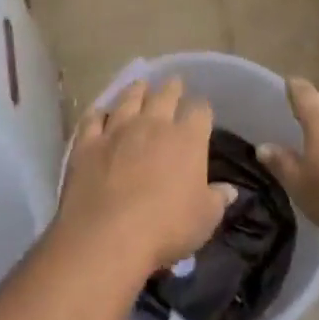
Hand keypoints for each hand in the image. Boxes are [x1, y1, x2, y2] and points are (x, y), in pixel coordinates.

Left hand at [57, 78, 235, 276]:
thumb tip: (229, 190)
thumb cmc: (166, 228)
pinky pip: (93, 119)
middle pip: (165, 95)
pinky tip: (99, 112)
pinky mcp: (88, 142)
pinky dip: (98, 113)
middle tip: (174, 84)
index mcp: (187, 139)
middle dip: (172, 88)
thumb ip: (217, 200)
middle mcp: (153, 124)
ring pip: (129, 99)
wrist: (108, 235)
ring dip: (136, 90)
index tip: (202, 113)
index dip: (202, 110)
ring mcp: (118, 129)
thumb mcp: (204, 220)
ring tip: (140, 84)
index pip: (200, 111)